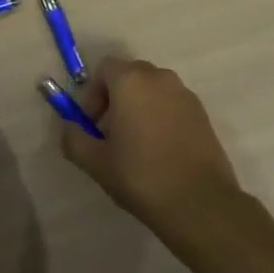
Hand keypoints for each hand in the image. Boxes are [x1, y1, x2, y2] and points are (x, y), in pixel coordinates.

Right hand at [63, 57, 241, 236]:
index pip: (104, 68)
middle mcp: (160, 78)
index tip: (92, 125)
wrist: (200, 204)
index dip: (92, 94)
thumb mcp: (95, 162)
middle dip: (114, 99)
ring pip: (152, 90)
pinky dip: (160, 117)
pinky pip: (172, 105)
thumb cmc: (141, 176)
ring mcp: (185, 94)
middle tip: (109, 135)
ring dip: (138, 107)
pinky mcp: (203, 114)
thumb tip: (70, 128)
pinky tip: (159, 152)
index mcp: (131, 81)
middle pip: (129, 76)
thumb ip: (74, 138)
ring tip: (135, 146)